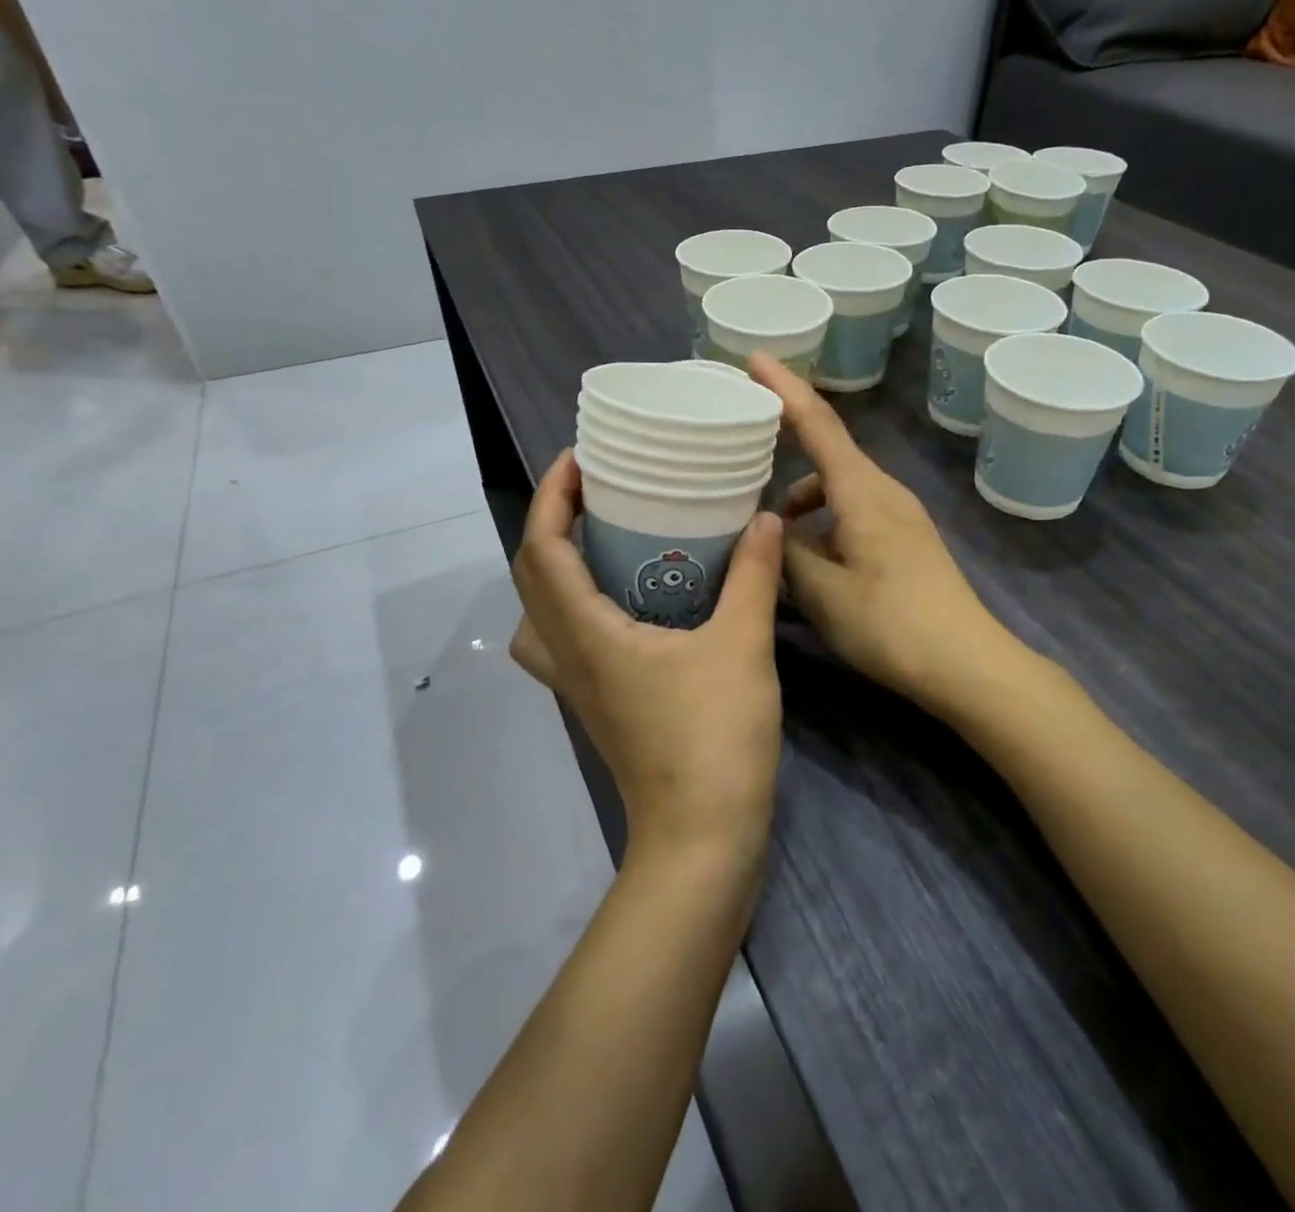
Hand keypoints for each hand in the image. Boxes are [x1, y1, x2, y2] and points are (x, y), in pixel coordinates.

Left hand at [510, 451, 784, 860]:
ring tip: (600, 536)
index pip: (542, 549)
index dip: (551, 497)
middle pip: (531, 575)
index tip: (578, 457)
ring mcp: (578, 684)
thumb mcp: (742, 644)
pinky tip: (623, 599)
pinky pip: (563, 638)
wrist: (703, 836)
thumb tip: (764, 516)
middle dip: (551, 521)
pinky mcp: (599, 702)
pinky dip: (574, 604)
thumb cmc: (715, 737)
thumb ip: (753, 574)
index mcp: (587, 633)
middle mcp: (568, 655)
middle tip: (595, 487)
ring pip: (538, 612)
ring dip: (555, 565)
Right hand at [748, 353, 1007, 711]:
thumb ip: (787, 552)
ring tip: (771, 528)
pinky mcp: (904, 539)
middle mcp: (882, 490)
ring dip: (803, 495)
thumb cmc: (891, 623)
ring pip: (838, 486)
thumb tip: (771, 528)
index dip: (783, 387)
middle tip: (744, 438)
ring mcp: (898, 514)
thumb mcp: (823, 592)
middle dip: (787, 438)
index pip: (817, 423)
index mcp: (862, 491)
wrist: (968, 663)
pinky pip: (853, 510)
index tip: (753, 357)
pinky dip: (823, 518)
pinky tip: (808, 556)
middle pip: (828, 450)